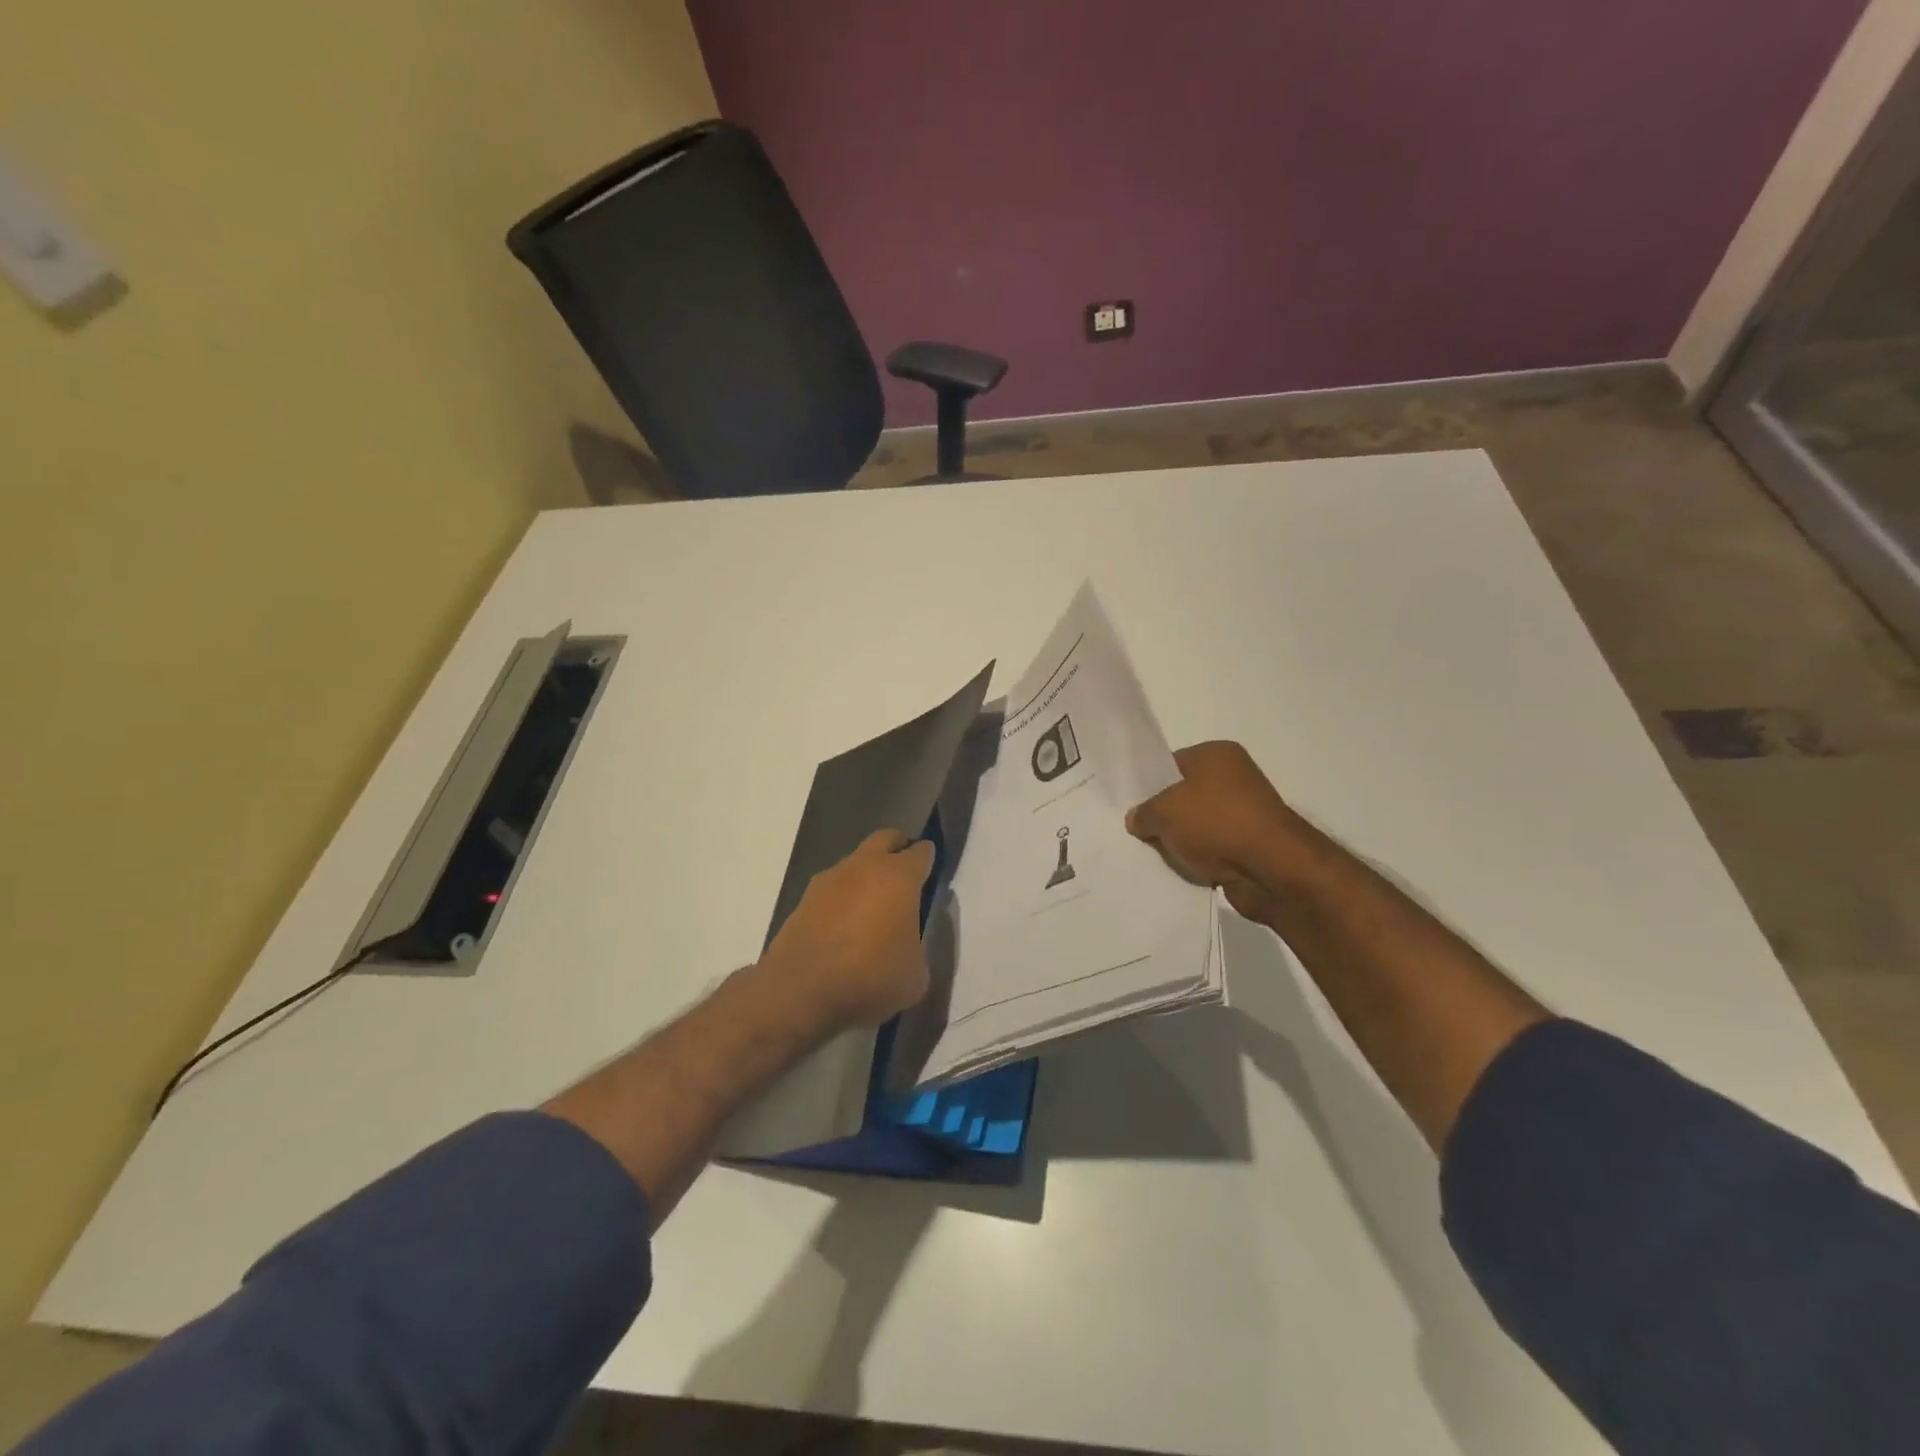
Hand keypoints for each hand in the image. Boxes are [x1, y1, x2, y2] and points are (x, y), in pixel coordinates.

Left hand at [760, 829, 934, 1029]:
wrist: (800, 992)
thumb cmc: (869, 978)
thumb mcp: (915, 976)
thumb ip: (918, 949)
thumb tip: (909, 945)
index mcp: (899, 877)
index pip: (922, 852)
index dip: (930, 860)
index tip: (933, 876)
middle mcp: (864, 866)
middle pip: (886, 840)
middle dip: (898, 850)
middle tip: (906, 878)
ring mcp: (830, 879)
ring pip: (856, 863)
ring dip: (867, 876)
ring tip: (873, 910)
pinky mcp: (805, 898)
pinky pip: (833, 888)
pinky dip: (843, 898)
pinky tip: (845, 928)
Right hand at [1127, 741, 1303, 922]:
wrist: (1272, 868)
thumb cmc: (1215, 823)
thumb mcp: (1163, 812)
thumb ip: (1143, 813)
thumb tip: (1137, 819)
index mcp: (1216, 754)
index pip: (1171, 764)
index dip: (1149, 785)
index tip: (1132, 806)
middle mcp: (1234, 776)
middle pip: (1184, 795)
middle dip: (1164, 815)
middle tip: (1139, 831)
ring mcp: (1245, 811)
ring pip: (1198, 825)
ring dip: (1182, 840)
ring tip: (1158, 854)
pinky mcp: (1251, 843)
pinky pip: (1213, 848)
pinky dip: (1200, 858)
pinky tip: (1182, 868)